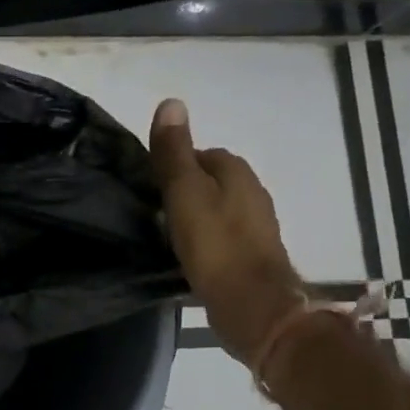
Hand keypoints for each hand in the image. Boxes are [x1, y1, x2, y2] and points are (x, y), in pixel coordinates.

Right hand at [149, 98, 304, 359]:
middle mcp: (252, 191)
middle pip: (208, 181)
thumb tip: (171, 102)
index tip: (151, 188)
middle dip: (184, 192)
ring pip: (216, 208)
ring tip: (168, 236)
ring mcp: (257, 225)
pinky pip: (222, 235)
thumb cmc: (215, 244)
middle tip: (156, 213)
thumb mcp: (184, 191)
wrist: (253, 307)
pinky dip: (206, 240)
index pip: (198, 153)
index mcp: (236, 170)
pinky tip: (190, 256)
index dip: (172, 167)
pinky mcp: (254, 255)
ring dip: (195, 217)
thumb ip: (175, 151)